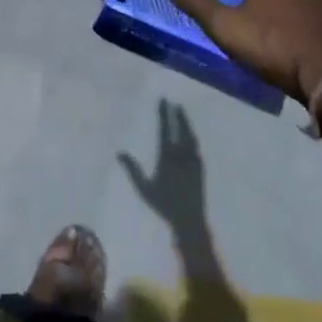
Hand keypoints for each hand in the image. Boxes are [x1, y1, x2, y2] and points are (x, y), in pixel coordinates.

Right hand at [119, 101, 205, 227]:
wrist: (190, 220)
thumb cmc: (164, 205)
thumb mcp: (144, 189)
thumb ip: (133, 170)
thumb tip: (120, 152)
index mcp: (168, 157)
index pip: (165, 130)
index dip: (164, 114)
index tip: (163, 101)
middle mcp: (182, 155)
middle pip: (181, 130)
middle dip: (177, 115)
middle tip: (174, 103)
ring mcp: (193, 161)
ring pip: (191, 137)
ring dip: (187, 124)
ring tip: (182, 114)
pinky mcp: (201, 169)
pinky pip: (197, 148)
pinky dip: (193, 138)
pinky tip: (192, 137)